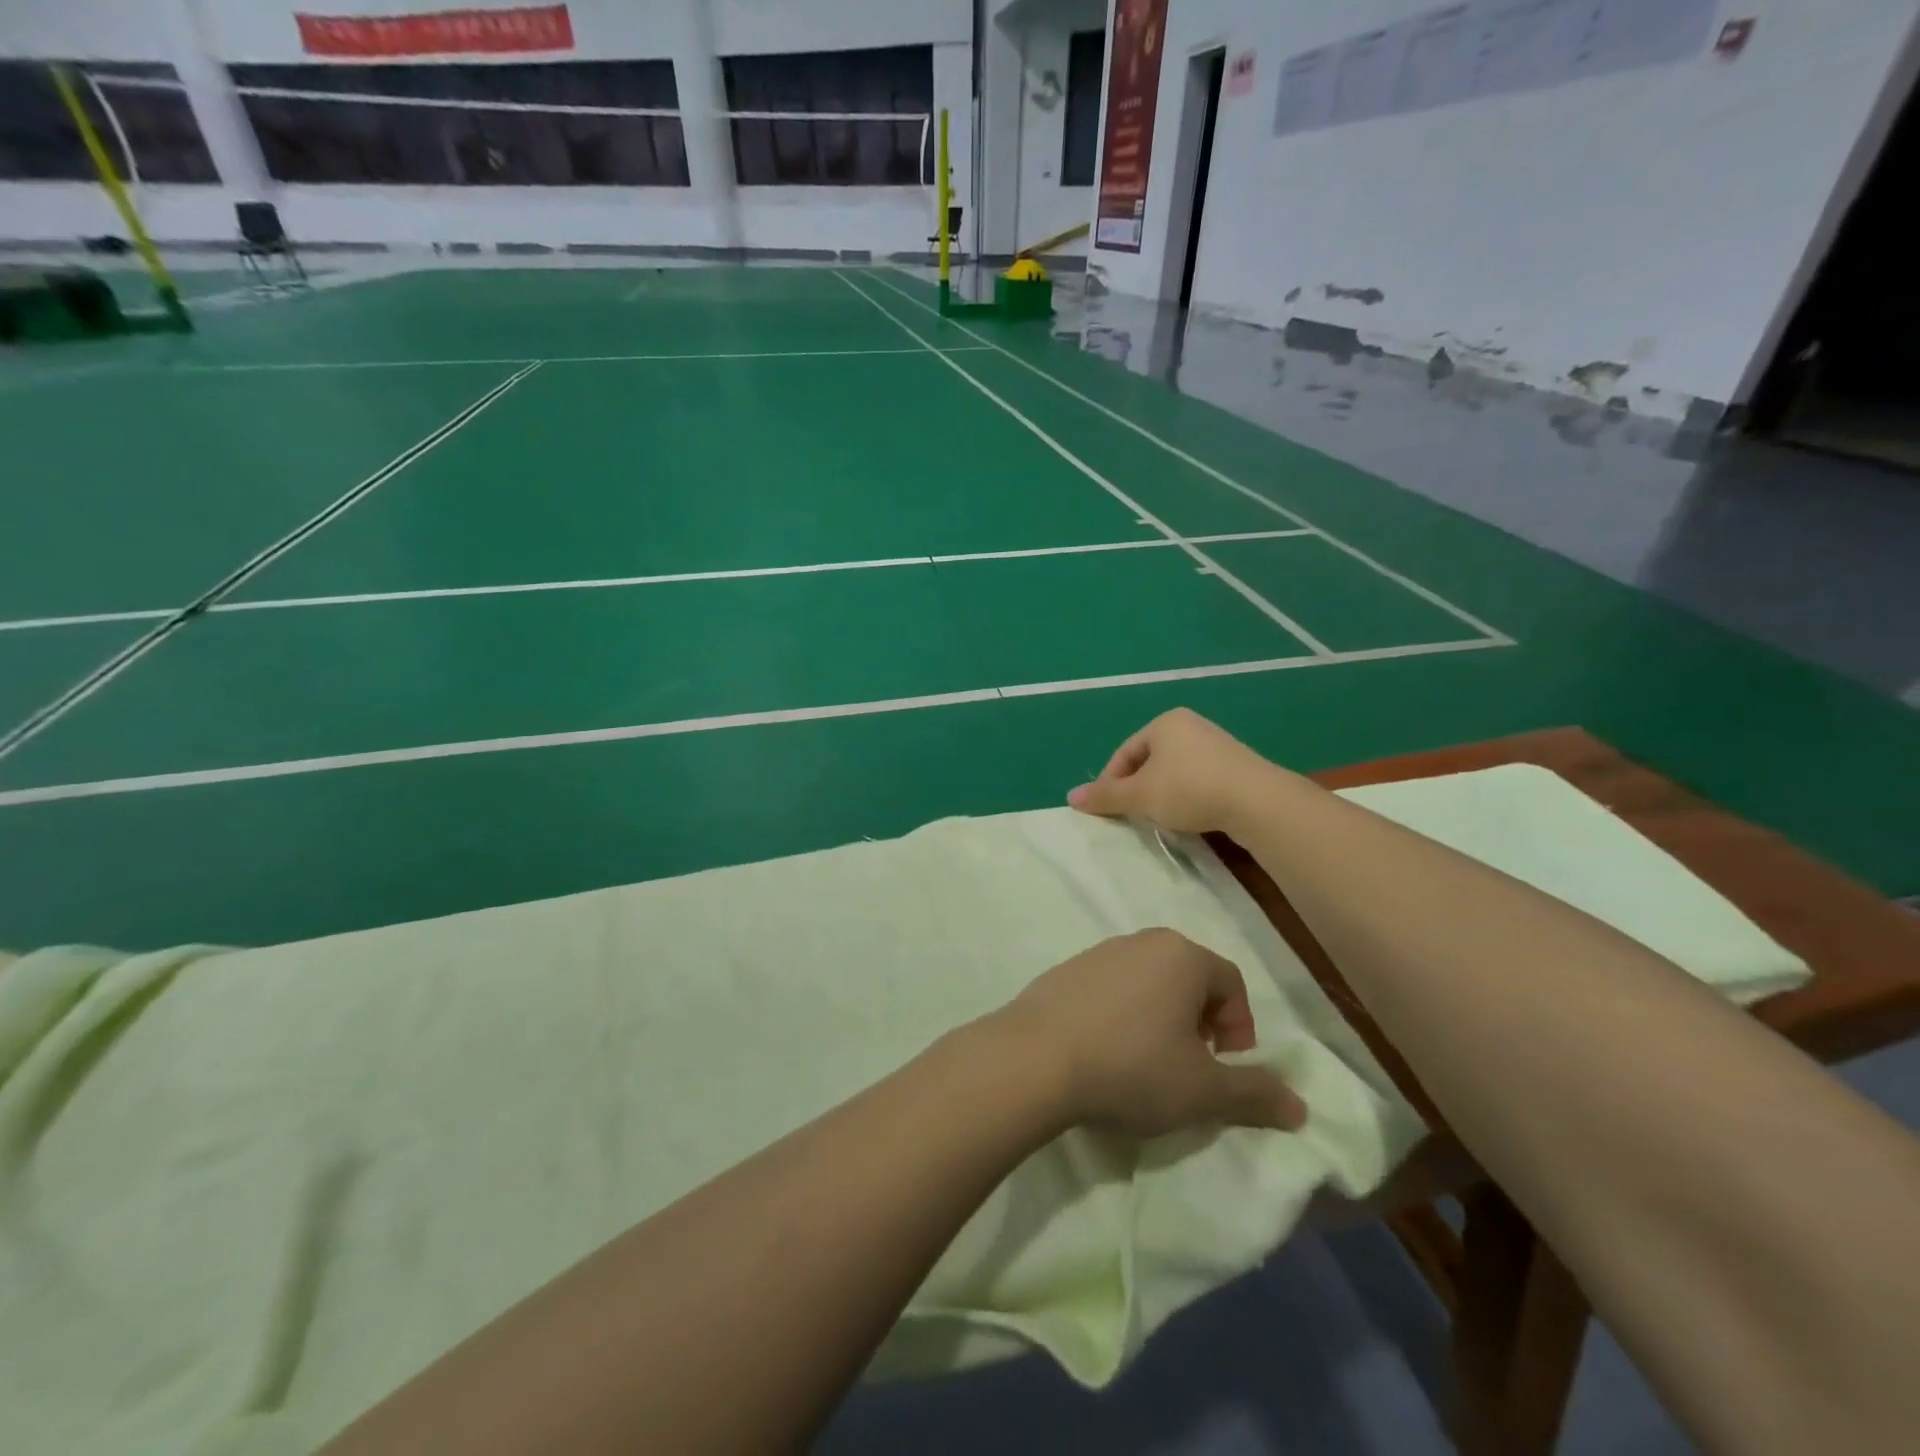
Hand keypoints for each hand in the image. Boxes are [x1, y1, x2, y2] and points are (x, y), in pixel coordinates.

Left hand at [998, 929, 1305, 1137]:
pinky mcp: (1065, 970)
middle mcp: (1142, 942)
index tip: (1226, 1065)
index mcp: (1183, 956)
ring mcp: (1098, 952)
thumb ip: (1255, 1094)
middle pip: (1190, 977)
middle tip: (1191, 1064)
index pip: (1231, 982)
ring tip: (1148, 1062)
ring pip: (1149, 981)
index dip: (1240, 1027)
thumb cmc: (1132, 1067)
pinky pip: (1111, 988)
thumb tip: (1301, 1105)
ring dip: (1161, 1017)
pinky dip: (1122, 1013)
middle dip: (1201, 1020)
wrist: (1035, 1059)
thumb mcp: (1203, 1091)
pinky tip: (1106, 1051)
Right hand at [1067, 708, 1284, 836]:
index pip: (1124, 753)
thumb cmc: (1189, 789)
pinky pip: (1197, 779)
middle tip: (1131, 816)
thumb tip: (1071, 797)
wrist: (1257, 801)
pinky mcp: (1236, 766)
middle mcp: (1190, 726)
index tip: (1106, 810)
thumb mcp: (1140, 795)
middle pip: (1148, 761)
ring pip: (1173, 771)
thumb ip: (1106, 796)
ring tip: (1158, 819)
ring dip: (1160, 795)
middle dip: (1136, 789)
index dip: (1110, 782)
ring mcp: (1216, 744)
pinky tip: (1189, 817)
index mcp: (1164, 723)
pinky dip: (1185, 797)